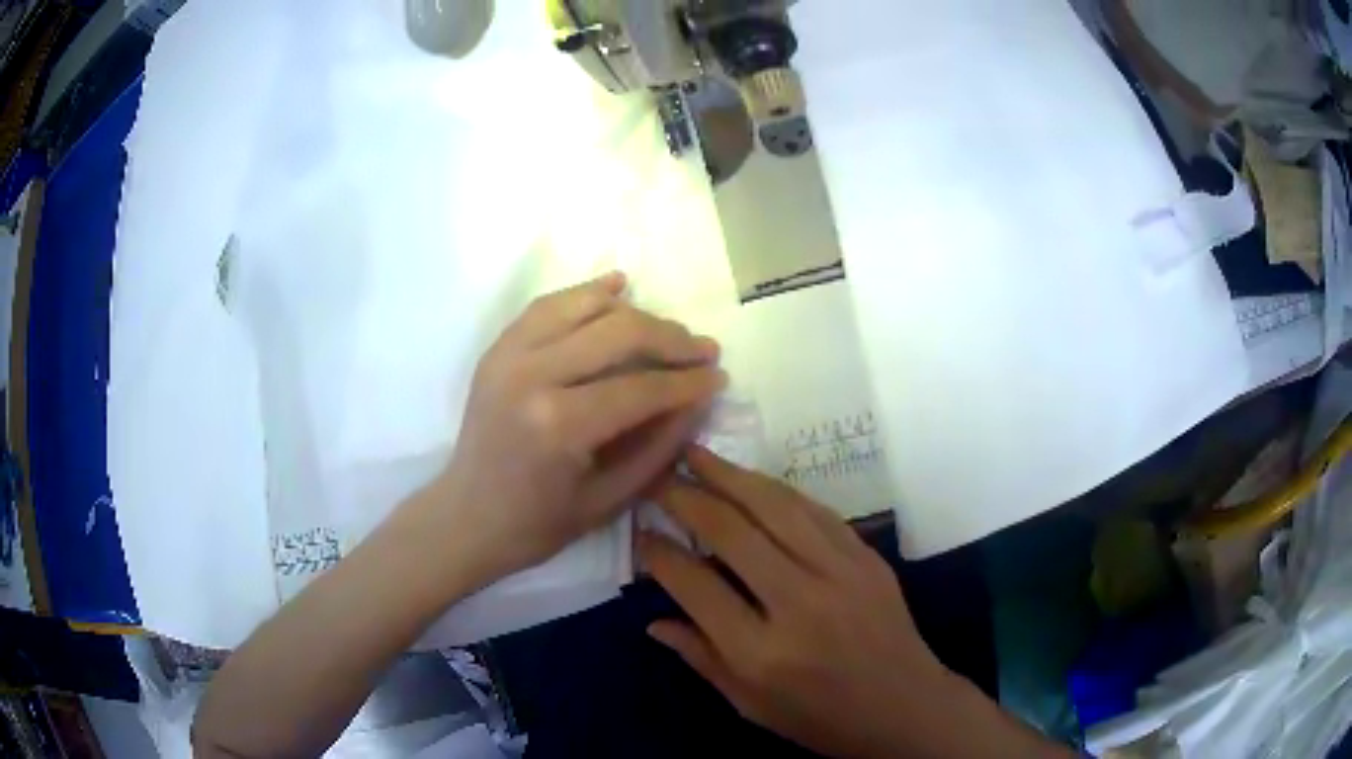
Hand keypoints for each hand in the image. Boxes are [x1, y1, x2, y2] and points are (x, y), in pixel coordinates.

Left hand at [424, 272, 725, 582]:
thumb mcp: (610, 499)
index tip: (720, 377)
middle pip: (619, 333)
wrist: (467, 516)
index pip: (641, 388)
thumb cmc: (539, 523)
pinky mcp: (498, 348)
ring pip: (585, 306)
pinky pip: (548, 305)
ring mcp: (509, 354)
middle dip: (671, 339)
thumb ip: (659, 445)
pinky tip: (618, 286)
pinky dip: (586, 293)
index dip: (688, 382)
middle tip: (703, 350)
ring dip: (636, 312)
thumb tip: (699, 399)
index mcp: (559, 425)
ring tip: (669, 328)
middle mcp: (532, 376)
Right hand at [642, 448, 1065, 758]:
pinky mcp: (865, 557)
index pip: (694, 585)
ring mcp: (839, 573)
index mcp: (760, 652)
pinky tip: (752, 479)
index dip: (659, 553)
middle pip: (731, 531)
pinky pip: (813, 510)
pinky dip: (776, 490)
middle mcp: (798, 603)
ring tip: (696, 453)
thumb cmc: (821, 719)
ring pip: (774, 506)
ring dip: (730, 474)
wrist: (905, 706)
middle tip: (657, 476)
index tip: (640, 532)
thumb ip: (701, 658)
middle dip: (685, 496)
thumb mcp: (750, 705)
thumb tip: (653, 620)